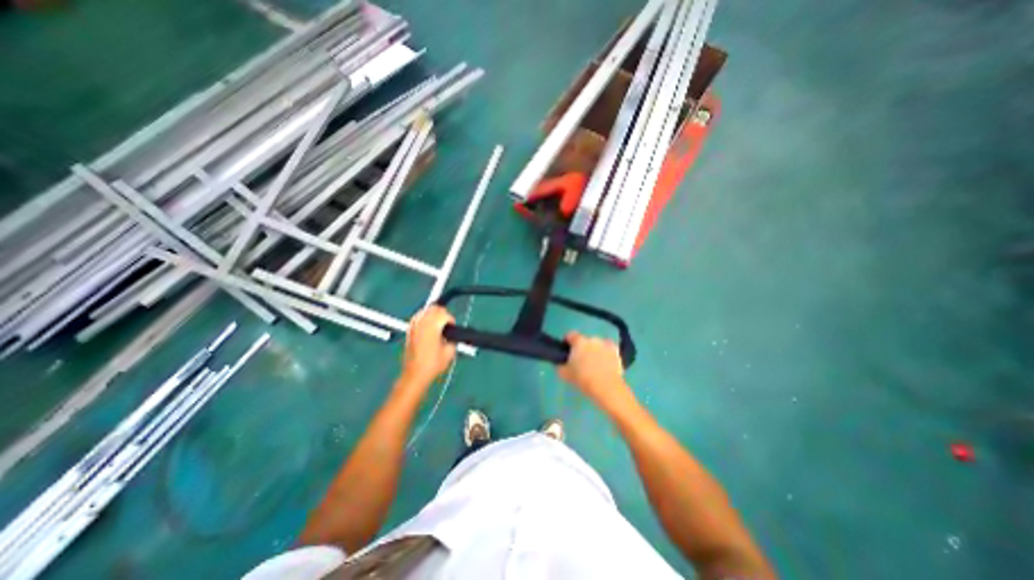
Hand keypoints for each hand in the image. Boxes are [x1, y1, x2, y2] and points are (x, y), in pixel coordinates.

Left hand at [399, 306, 454, 386]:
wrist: (415, 374)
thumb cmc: (433, 364)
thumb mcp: (449, 352)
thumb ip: (453, 339)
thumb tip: (452, 335)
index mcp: (432, 327)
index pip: (444, 314)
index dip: (451, 320)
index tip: (452, 328)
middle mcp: (422, 323)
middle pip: (434, 308)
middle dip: (442, 313)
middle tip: (447, 323)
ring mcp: (414, 326)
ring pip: (425, 310)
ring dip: (433, 314)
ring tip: (438, 323)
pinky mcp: (409, 331)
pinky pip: (417, 317)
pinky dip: (423, 317)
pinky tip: (428, 325)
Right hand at [559, 331, 639, 411]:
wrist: (606, 387)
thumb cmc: (583, 379)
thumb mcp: (564, 374)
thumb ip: (560, 365)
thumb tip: (561, 362)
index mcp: (579, 342)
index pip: (570, 335)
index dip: (567, 341)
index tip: (567, 350)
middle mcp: (592, 339)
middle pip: (584, 340)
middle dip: (582, 348)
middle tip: (580, 360)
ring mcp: (605, 344)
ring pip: (597, 344)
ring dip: (594, 350)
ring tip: (594, 363)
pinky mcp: (616, 351)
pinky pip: (609, 349)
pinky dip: (606, 353)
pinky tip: (606, 362)